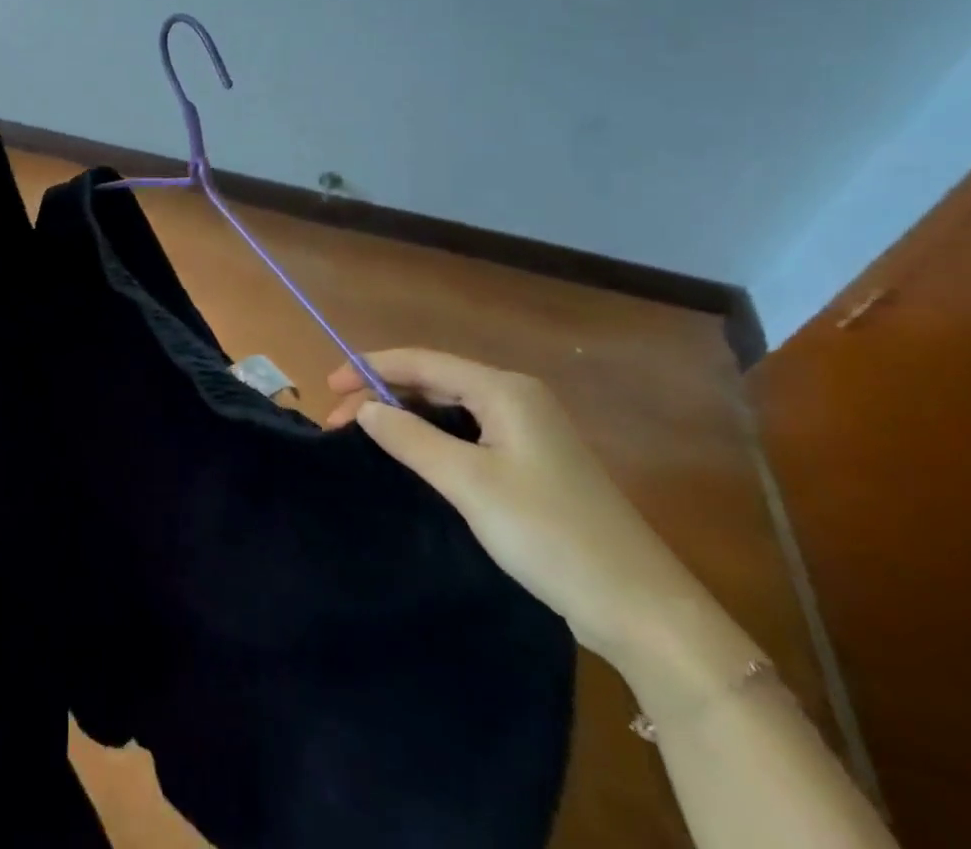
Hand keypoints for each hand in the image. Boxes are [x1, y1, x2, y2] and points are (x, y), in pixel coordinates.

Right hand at [327, 349, 711, 668]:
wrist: (642, 610)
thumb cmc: (550, 534)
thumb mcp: (469, 483)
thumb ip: (411, 438)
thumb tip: (365, 409)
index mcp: (504, 390)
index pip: (421, 361)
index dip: (369, 368)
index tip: (327, 388)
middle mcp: (516, 398)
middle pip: (434, 380)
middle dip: (383, 394)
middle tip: (338, 422)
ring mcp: (528, 430)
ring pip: (450, 406)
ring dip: (405, 415)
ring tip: (365, 435)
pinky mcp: (532, 462)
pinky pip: (467, 432)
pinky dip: (431, 436)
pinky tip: (412, 454)